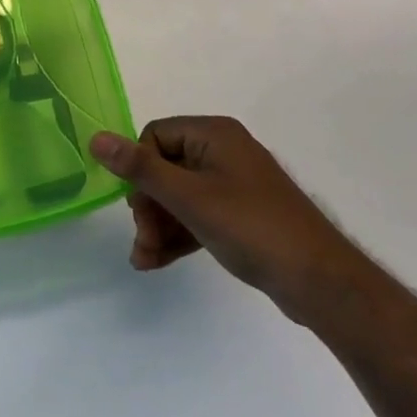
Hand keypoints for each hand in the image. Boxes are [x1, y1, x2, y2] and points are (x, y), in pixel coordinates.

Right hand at [89, 117, 371, 327]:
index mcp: (214, 134)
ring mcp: (234, 184)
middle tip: (143, 239)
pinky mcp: (241, 214)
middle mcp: (223, 151)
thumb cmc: (251, 227)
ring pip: (179, 196)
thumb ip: (140, 169)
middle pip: (165, 168)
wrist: (320, 282)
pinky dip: (178, 234)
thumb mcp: (189, 198)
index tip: (139, 206)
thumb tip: (95, 137)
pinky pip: (197, 215)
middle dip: (148, 206)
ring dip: (158, 225)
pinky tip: (157, 261)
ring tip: (144, 260)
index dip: (140, 170)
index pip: (155, 136)